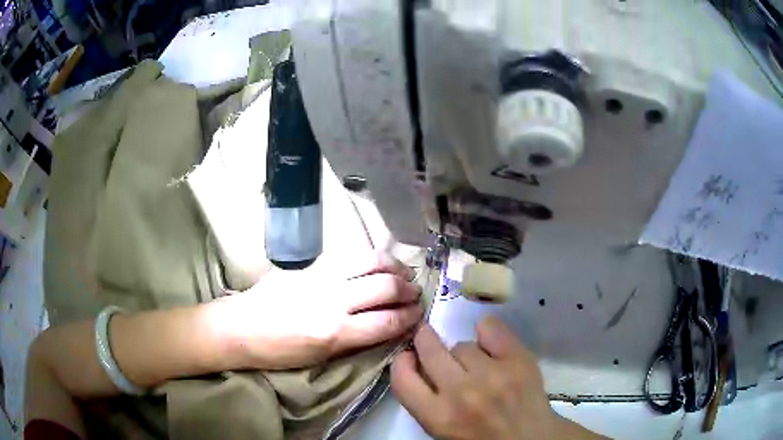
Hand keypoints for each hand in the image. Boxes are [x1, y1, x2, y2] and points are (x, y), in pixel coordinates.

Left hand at [219, 251, 422, 369]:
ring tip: (403, 273)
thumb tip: (384, 327)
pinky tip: (378, 262)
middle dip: (408, 291)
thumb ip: (355, 340)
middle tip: (414, 295)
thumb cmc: (279, 352)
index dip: (409, 318)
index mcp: (335, 332)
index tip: (418, 316)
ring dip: (394, 267)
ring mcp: (322, 276)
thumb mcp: (321, 357)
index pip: (387, 322)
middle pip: (386, 287)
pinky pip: (349, 254)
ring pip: (371, 261)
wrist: (240, 327)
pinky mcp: (311, 263)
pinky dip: (371, 257)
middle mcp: (333, 300)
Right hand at [391, 317, 603, 439]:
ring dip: (465, 353)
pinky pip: (491, 328)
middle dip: (426, 341)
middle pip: (429, 348)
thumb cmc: (482, 439)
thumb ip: (426, 401)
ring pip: (462, 344)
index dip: (402, 361)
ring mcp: (492, 374)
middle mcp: (462, 392)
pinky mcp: (518, 360)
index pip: (403, 378)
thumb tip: (417, 364)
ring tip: (478, 366)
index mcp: (439, 417)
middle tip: (430, 341)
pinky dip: (488, 332)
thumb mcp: (443, 429)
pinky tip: (491, 343)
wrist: (531, 439)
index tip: (408, 356)